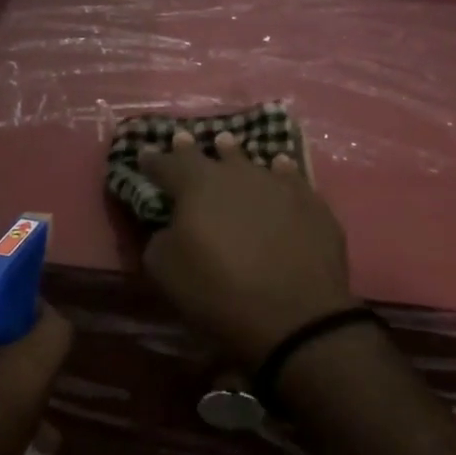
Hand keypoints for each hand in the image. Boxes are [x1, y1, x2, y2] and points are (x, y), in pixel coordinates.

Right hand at [138, 131, 355, 364]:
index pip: (166, 164)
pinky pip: (290, 178)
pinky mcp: (311, 203)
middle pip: (209, 154)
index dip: (153, 161)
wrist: (295, 316)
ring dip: (234, 156)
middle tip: (183, 139)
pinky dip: (280, 172)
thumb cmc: (219, 292)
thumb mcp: (165, 271)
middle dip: (191, 149)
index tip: (144, 155)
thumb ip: (158, 239)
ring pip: (250, 162)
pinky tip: (279, 167)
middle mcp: (237, 174)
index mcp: (196, 185)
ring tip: (227, 146)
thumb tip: (167, 227)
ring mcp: (278, 185)